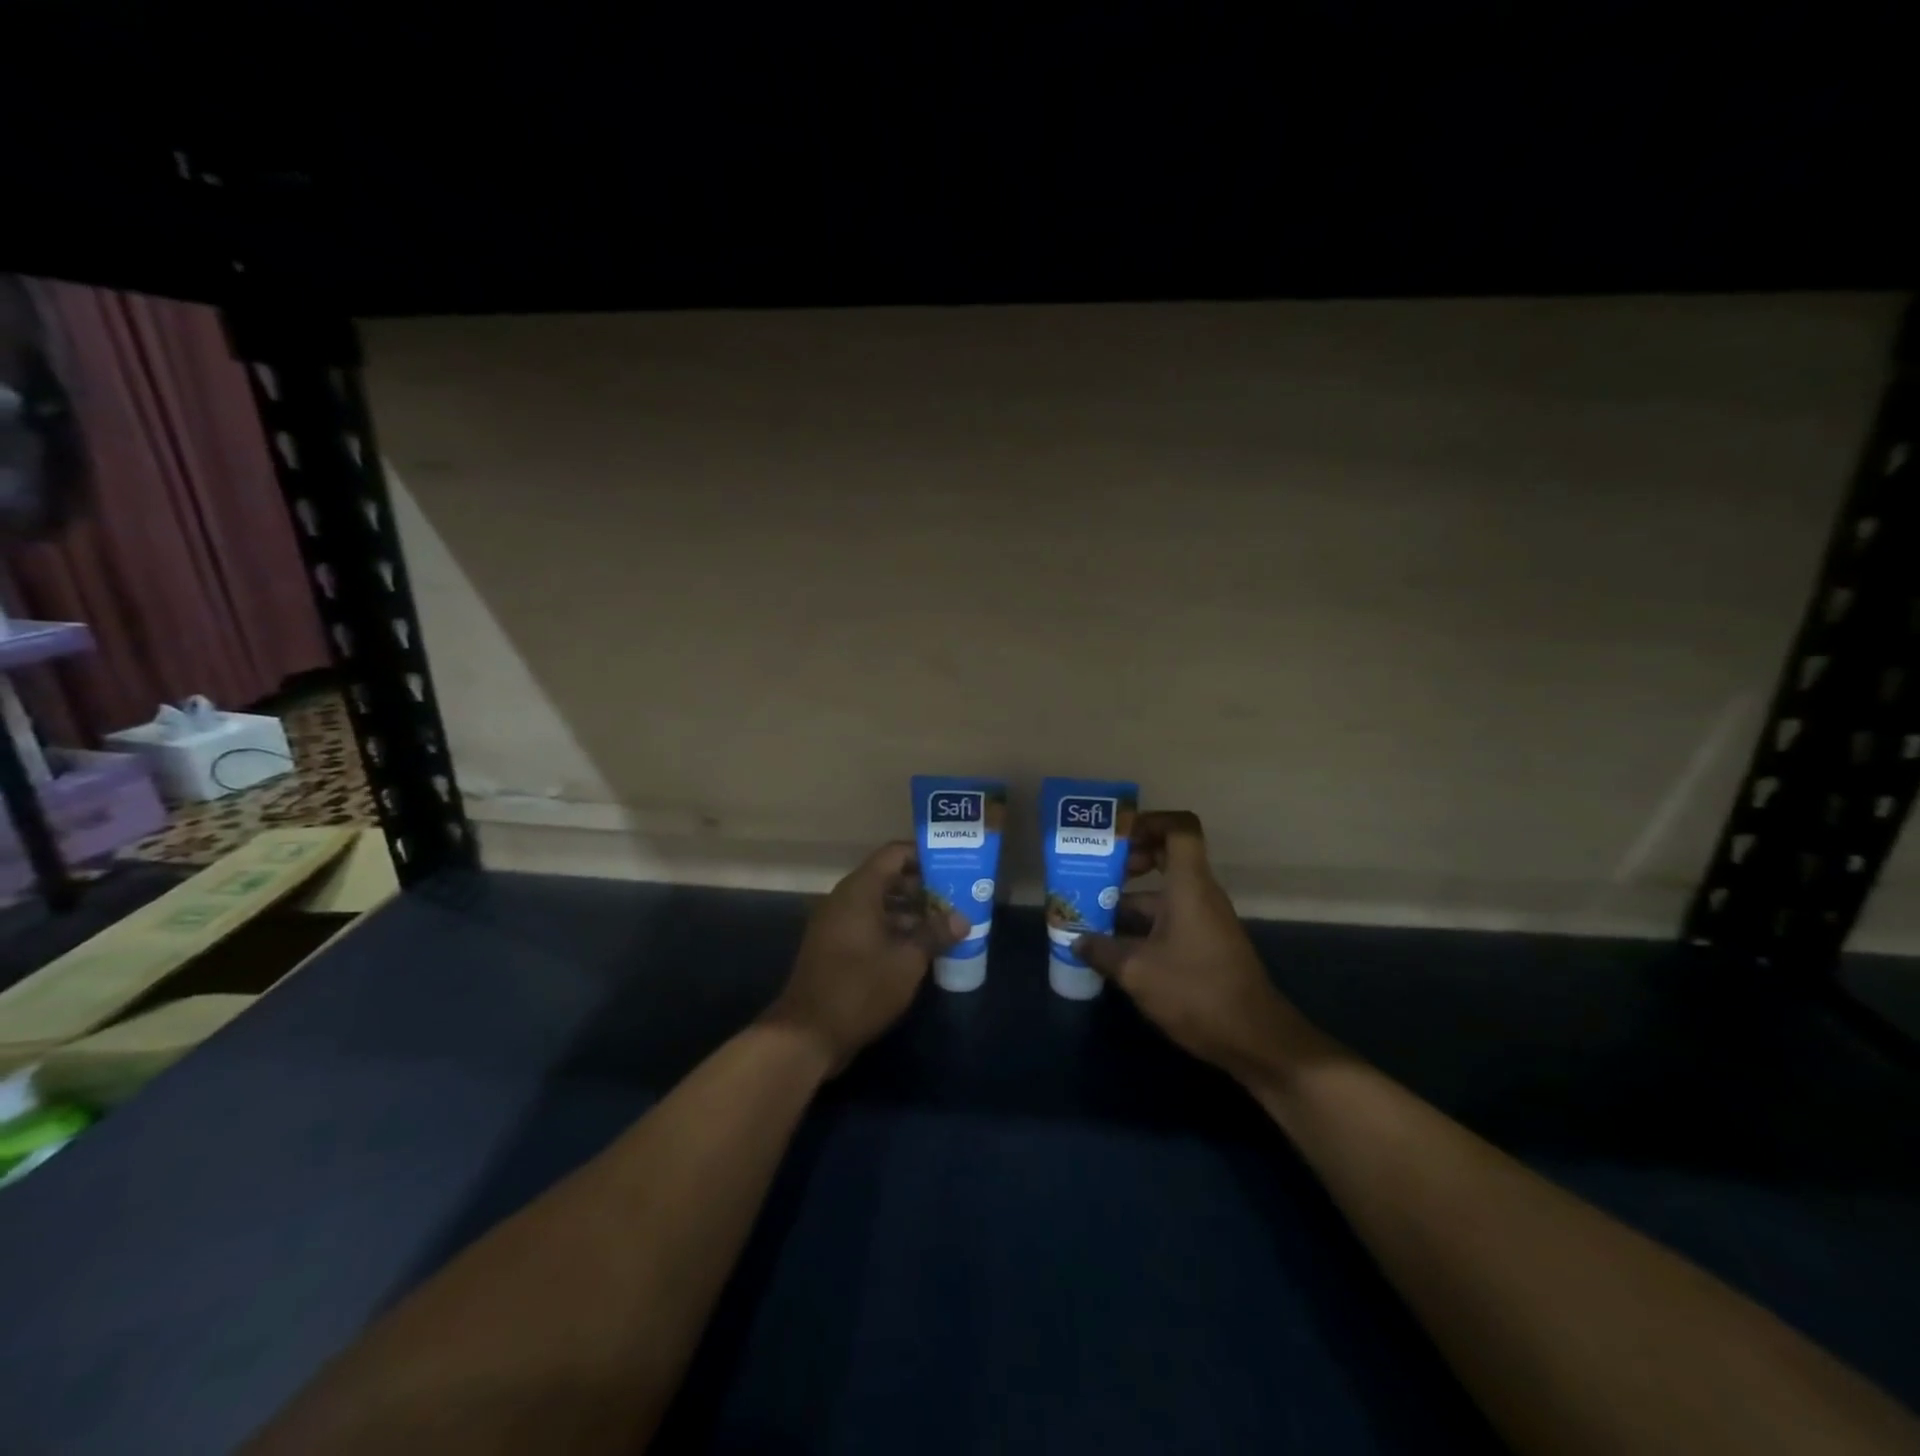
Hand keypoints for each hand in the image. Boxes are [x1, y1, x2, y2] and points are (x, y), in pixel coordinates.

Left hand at [764, 841, 968, 1074]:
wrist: (807, 1034)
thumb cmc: (860, 988)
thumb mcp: (907, 961)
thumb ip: (935, 934)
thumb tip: (962, 918)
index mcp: (859, 891)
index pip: (894, 854)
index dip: (924, 856)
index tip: (952, 867)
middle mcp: (845, 899)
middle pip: (888, 878)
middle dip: (922, 888)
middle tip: (955, 900)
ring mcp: (836, 924)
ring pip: (879, 904)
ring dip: (910, 912)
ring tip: (944, 926)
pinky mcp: (834, 947)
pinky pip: (868, 925)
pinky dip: (893, 930)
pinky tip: (919, 949)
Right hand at [1074, 811, 1322, 1082]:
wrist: (1255, 1039)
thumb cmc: (1196, 992)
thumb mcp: (1137, 971)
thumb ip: (1102, 950)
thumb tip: (1077, 940)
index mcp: (1189, 885)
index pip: (1179, 828)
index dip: (1148, 822)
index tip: (1116, 837)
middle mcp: (1199, 894)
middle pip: (1166, 857)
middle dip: (1129, 860)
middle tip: (1093, 873)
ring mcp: (1204, 921)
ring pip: (1163, 894)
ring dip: (1128, 899)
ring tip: (1089, 915)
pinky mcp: (1205, 946)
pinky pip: (1168, 919)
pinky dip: (1141, 925)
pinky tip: (1113, 948)